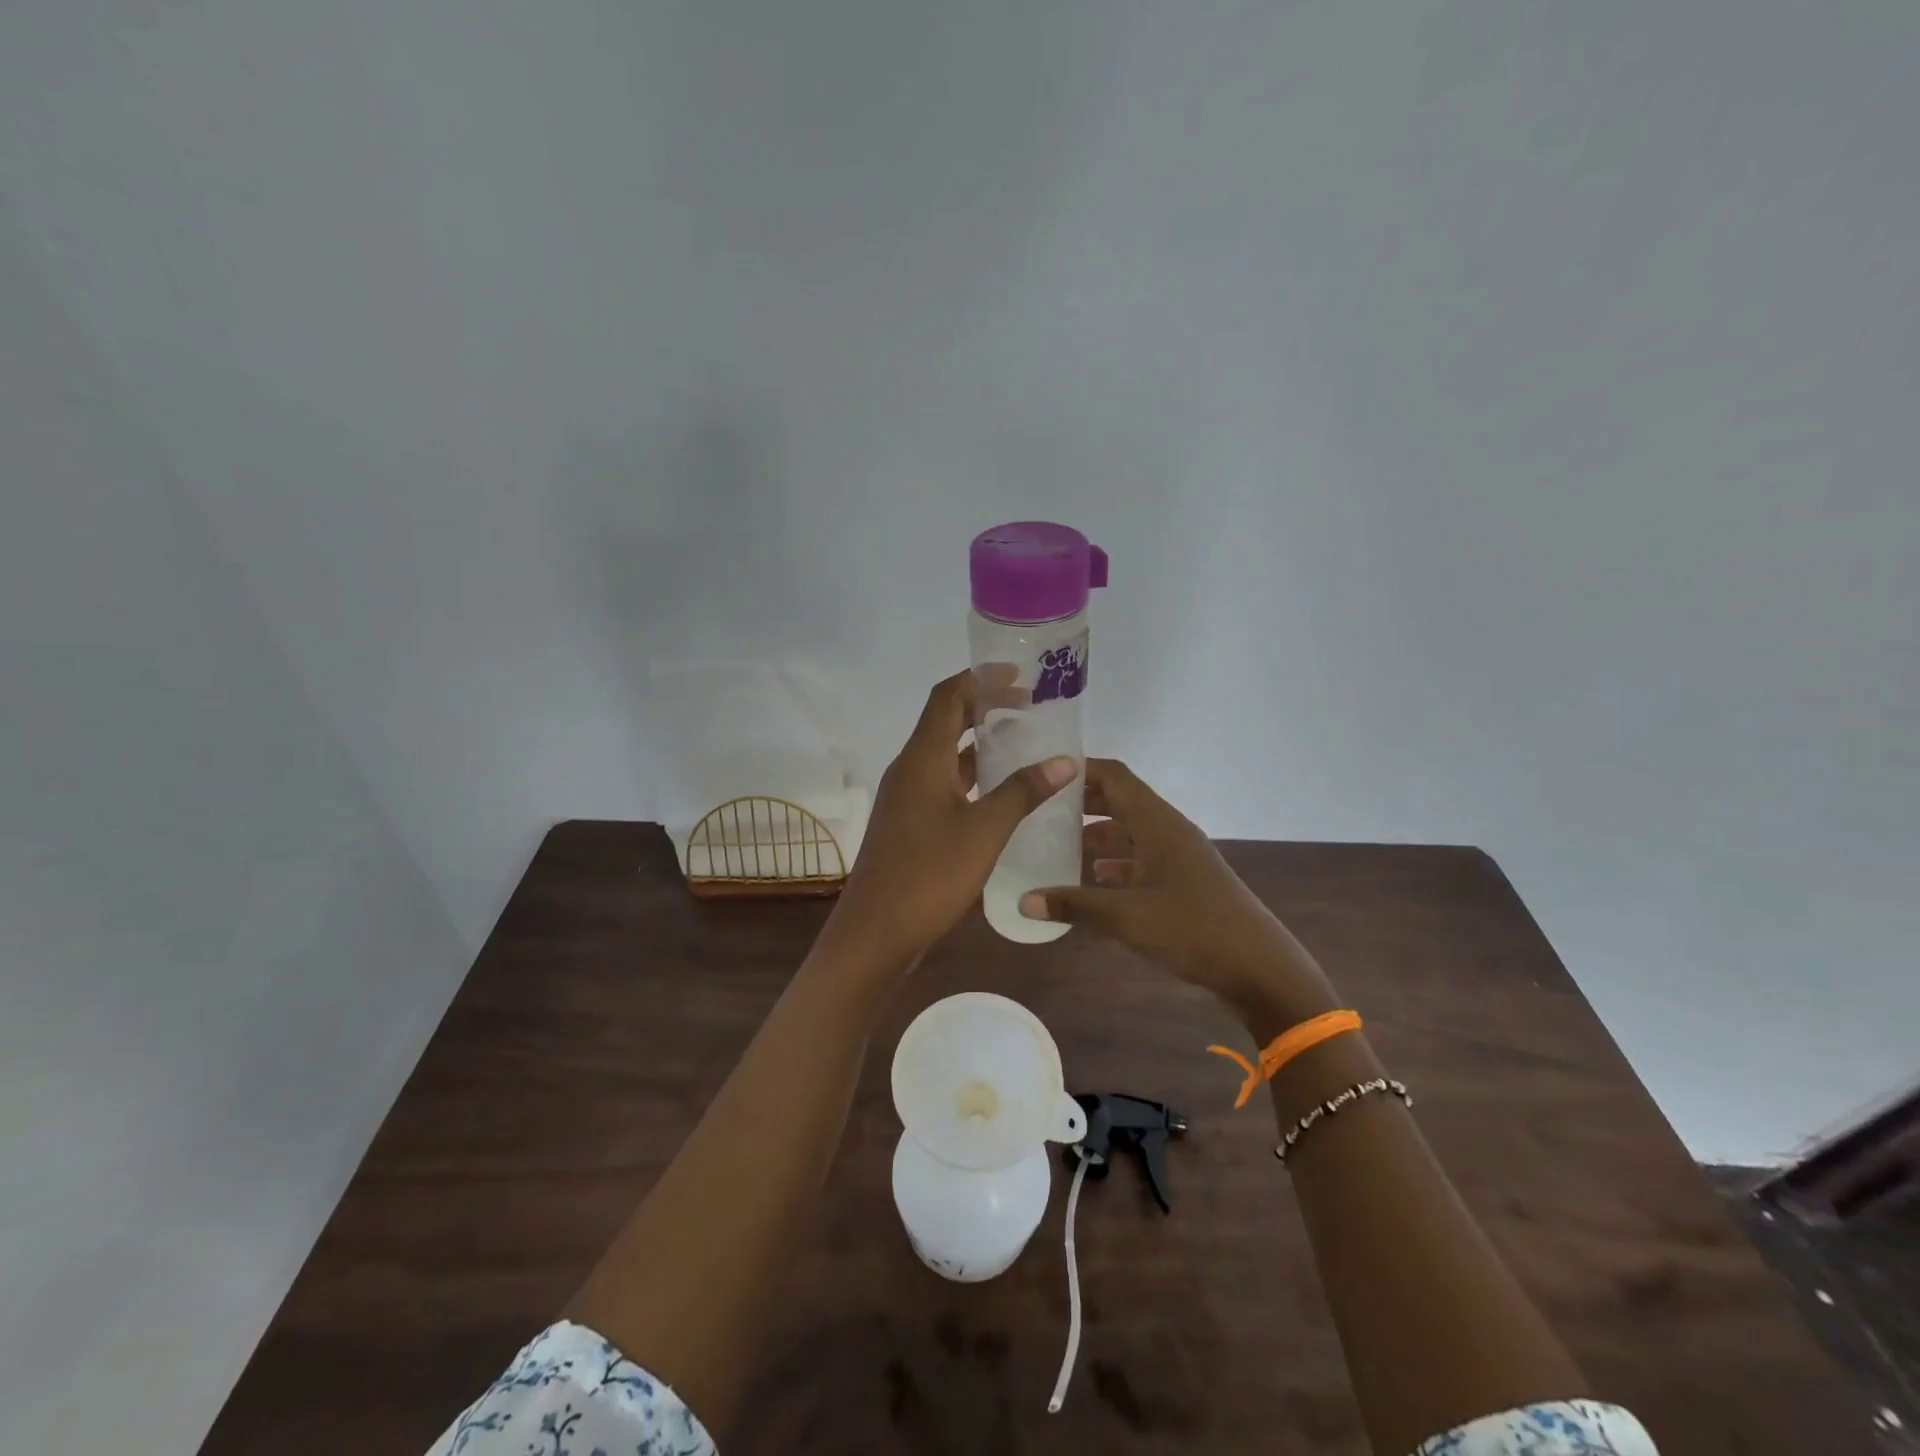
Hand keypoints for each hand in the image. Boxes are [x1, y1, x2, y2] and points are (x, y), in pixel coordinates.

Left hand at [823, 670, 1075, 970]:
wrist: (874, 934)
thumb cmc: (928, 876)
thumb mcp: (984, 831)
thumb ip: (1023, 792)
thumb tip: (1065, 760)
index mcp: (922, 759)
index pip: (948, 697)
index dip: (980, 679)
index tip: (1019, 676)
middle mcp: (909, 769)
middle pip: (946, 721)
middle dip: (985, 707)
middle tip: (1030, 707)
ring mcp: (906, 797)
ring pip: (945, 755)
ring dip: (979, 743)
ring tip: (1023, 742)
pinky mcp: (909, 822)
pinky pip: (943, 783)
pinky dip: (972, 776)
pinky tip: (1001, 792)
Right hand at [1019, 759, 1337, 1030]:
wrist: (1260, 968)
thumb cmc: (1193, 929)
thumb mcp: (1126, 917)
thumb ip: (1073, 905)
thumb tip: (1023, 901)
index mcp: (1157, 823)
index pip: (1114, 776)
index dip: (1079, 770)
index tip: (1042, 773)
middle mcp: (1168, 830)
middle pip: (1120, 802)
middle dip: (1081, 805)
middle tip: (1039, 812)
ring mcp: (1178, 857)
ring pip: (1129, 833)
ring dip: (1096, 837)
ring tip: (1055, 849)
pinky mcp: (1184, 882)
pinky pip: (1140, 860)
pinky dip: (1114, 865)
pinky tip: (1091, 884)